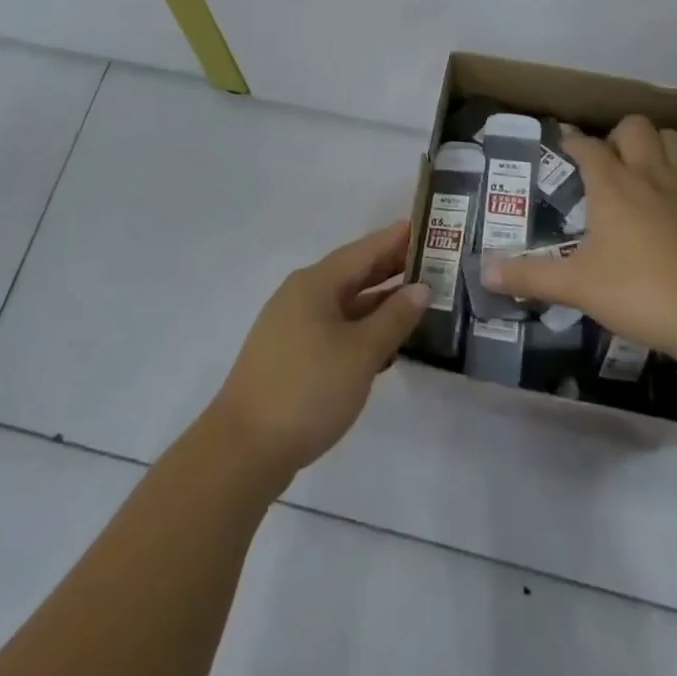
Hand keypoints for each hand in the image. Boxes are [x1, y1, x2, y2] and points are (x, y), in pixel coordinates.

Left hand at [207, 221, 430, 486]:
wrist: (245, 448)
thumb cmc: (308, 389)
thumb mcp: (361, 353)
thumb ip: (394, 318)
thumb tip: (421, 288)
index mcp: (316, 283)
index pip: (364, 251)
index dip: (395, 239)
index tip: (426, 227)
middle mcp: (302, 295)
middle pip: (353, 274)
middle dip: (390, 268)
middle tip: (431, 262)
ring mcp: (293, 326)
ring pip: (345, 304)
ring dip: (379, 302)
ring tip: (417, 300)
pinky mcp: (291, 355)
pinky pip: (334, 328)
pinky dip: (362, 329)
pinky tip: (386, 344)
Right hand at [483, 117, 676, 363]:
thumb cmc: (640, 292)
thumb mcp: (577, 287)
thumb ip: (529, 277)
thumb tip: (484, 272)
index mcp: (611, 185)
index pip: (587, 146)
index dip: (572, 142)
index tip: (564, 147)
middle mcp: (648, 173)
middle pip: (633, 127)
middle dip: (617, 136)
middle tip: (607, 163)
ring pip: (671, 139)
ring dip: (654, 145)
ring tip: (642, 169)